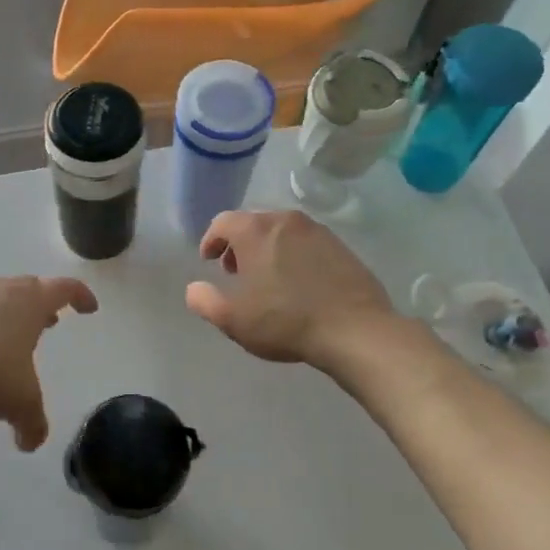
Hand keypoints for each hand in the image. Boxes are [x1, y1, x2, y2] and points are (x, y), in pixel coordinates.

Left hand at [0, 276, 97, 450]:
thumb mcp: (17, 403)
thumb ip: (32, 423)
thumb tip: (31, 443)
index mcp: (30, 303)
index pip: (65, 289)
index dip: (81, 297)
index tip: (89, 308)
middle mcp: (0, 290)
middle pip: (29, 288)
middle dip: (41, 305)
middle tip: (48, 323)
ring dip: (5, 315)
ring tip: (6, 339)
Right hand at [185, 210, 397, 369]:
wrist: (354, 329)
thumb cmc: (284, 321)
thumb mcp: (232, 319)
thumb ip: (204, 301)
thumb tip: (194, 289)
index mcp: (255, 230)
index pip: (223, 222)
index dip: (211, 240)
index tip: (208, 261)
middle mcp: (286, 220)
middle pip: (253, 223)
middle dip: (239, 245)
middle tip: (236, 272)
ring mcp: (318, 231)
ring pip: (281, 232)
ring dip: (267, 249)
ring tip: (268, 280)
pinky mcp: (341, 247)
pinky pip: (307, 243)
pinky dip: (293, 255)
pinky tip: (299, 284)